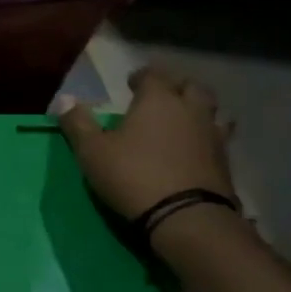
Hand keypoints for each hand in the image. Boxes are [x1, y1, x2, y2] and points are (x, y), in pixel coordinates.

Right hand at [54, 64, 234, 221]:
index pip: (153, 75)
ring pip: (212, 111)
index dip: (141, 77)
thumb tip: (64, 99)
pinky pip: (219, 138)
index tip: (132, 84)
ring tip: (183, 122)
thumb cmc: (133, 176)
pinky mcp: (225, 161)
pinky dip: (207, 138)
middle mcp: (190, 109)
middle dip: (175, 88)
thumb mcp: (93, 152)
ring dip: (197, 112)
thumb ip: (78, 124)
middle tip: (161, 99)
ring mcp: (213, 134)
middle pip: (190, 87)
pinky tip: (196, 149)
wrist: (186, 216)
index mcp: (158, 100)